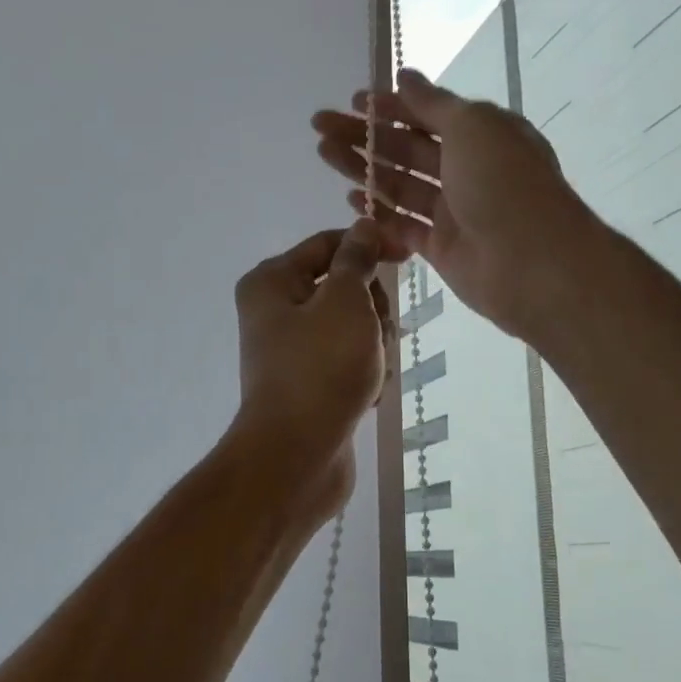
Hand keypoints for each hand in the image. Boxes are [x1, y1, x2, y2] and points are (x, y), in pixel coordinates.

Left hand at [230, 221, 391, 523]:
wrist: (297, 456)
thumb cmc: (321, 368)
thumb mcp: (346, 301)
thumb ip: (358, 260)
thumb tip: (364, 225)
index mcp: (272, 282)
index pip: (329, 244)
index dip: (371, 245)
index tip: (408, 256)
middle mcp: (276, 312)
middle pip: (344, 288)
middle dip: (372, 310)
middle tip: (376, 335)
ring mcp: (293, 351)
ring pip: (353, 328)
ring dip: (373, 346)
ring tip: (370, 373)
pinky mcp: (310, 384)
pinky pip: (348, 363)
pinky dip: (364, 375)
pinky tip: (365, 396)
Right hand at [312, 69, 596, 339]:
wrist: (530, 262)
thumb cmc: (504, 183)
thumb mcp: (472, 126)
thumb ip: (433, 105)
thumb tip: (405, 76)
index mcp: (482, 134)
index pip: (429, 115)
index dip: (392, 106)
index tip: (354, 101)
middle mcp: (467, 169)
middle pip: (407, 148)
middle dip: (365, 135)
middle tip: (321, 127)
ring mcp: (453, 210)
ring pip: (400, 184)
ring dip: (364, 168)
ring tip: (324, 153)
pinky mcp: (440, 247)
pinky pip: (403, 224)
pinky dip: (378, 211)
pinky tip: (350, 196)